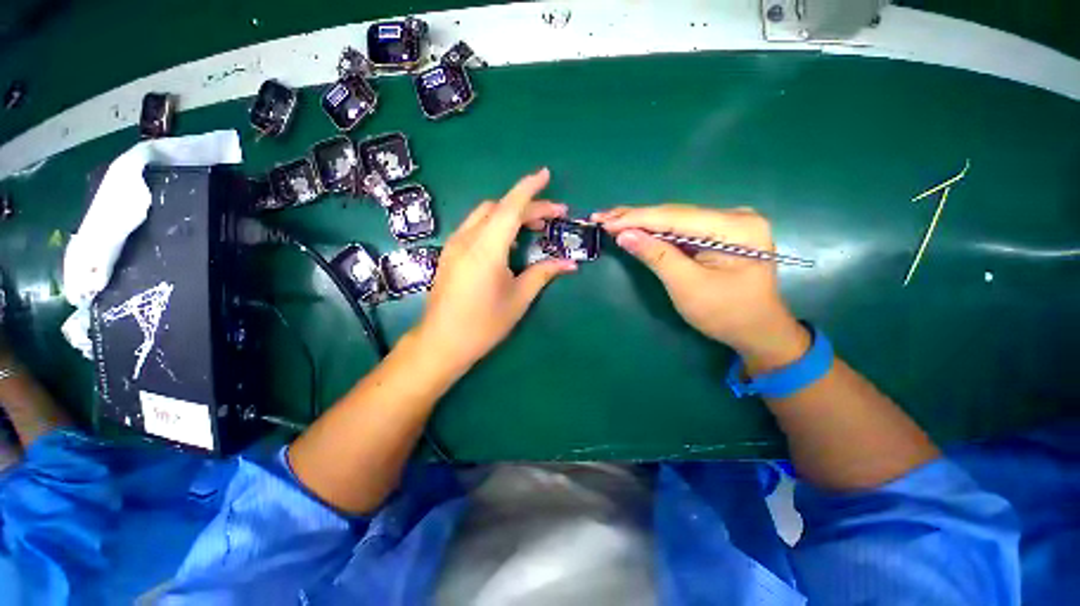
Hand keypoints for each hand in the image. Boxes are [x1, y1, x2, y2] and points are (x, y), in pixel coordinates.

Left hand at [415, 168, 576, 374]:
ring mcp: (455, 245)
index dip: (530, 188)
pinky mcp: (450, 253)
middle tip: (554, 217)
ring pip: (485, 214)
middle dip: (528, 206)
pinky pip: (475, 227)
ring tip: (533, 227)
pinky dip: (495, 224)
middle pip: (500, 208)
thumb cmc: (484, 324)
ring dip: (511, 214)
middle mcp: (467, 239)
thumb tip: (571, 263)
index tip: (546, 174)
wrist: (442, 342)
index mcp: (486, 249)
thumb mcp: (519, 298)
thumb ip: (544, 274)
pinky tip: (507, 242)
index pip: (511, 207)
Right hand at [595, 205, 808, 371]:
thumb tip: (624, 234)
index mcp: (735, 227)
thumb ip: (656, 256)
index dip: (636, 219)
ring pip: (676, 220)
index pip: (675, 217)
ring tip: (611, 221)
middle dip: (636, 218)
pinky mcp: (721, 233)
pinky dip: (657, 231)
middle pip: (675, 214)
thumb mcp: (687, 286)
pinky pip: (682, 229)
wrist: (757, 331)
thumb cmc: (726, 314)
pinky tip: (635, 228)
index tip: (604, 220)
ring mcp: (729, 222)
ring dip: (642, 223)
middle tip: (601, 217)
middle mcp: (735, 215)